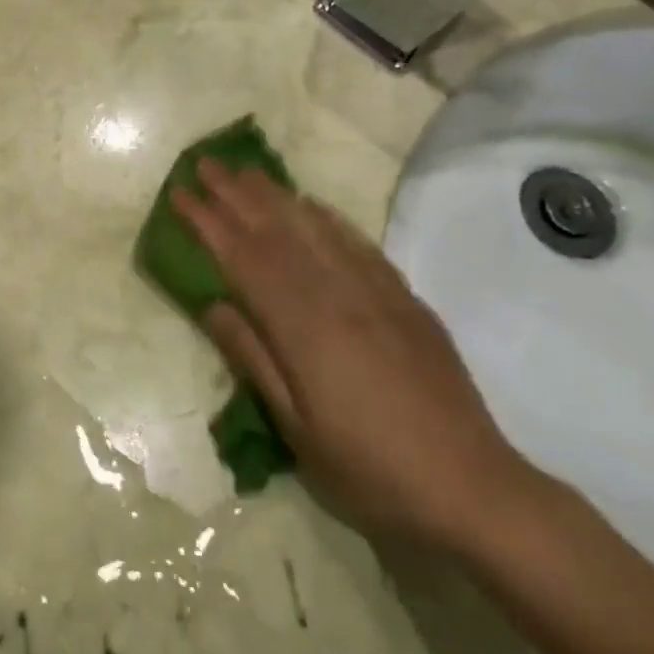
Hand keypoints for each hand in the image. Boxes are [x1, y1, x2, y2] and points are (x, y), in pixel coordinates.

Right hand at [173, 160, 543, 552]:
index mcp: (303, 328)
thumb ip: (253, 358)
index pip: (243, 260)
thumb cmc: (370, 470)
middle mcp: (338, 296)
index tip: (180, 194)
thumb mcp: (296, 428)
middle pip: (277, 232)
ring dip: (277, 197)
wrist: (473, 489)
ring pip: (317, 230)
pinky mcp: (406, 302)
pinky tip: (314, 206)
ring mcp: (376, 294)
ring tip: (248, 172)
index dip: (208, 223)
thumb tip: (214, 305)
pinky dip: (330, 219)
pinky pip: (360, 245)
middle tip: (205, 164)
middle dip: (236, 195)